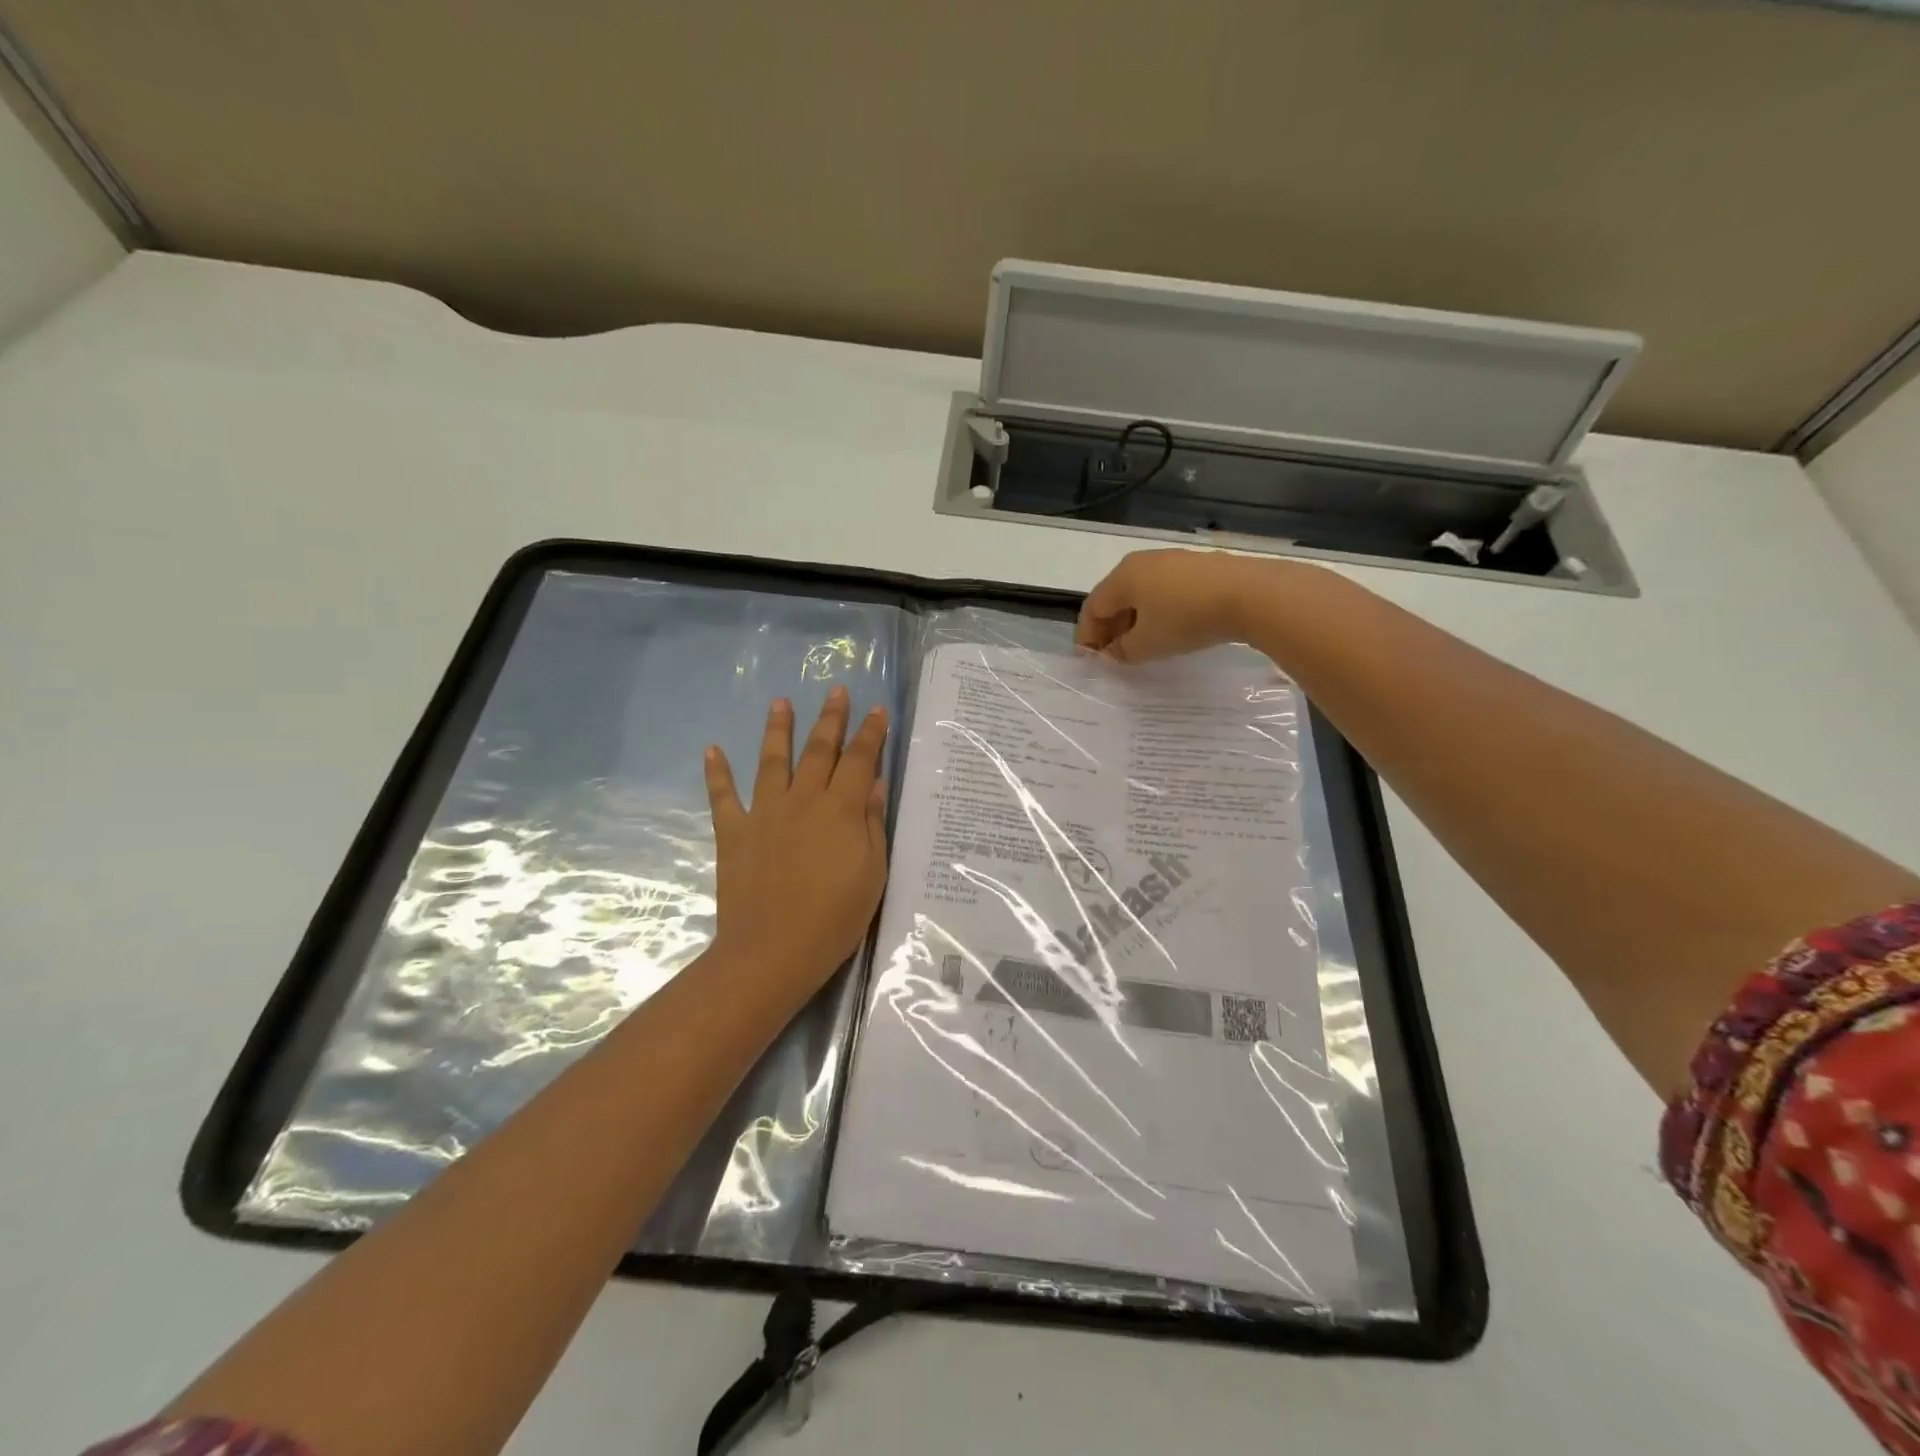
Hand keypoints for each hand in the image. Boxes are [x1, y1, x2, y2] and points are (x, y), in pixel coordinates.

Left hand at [703, 687, 889, 995]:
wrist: (773, 951)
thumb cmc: (834, 917)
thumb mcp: (871, 872)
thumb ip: (872, 824)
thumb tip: (875, 784)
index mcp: (840, 809)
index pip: (860, 760)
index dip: (870, 733)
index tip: (877, 709)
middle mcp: (802, 800)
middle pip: (818, 750)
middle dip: (830, 719)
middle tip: (835, 691)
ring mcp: (764, 813)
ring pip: (772, 761)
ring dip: (777, 729)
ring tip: (779, 702)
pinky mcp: (734, 833)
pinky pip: (723, 796)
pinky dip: (717, 772)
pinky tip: (712, 749)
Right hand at [1076, 549, 1296, 661]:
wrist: (1249, 594)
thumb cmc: (1185, 619)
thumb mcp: (1147, 644)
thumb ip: (1122, 651)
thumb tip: (1112, 652)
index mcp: (1123, 577)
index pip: (1093, 608)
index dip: (1087, 636)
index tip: (1090, 661)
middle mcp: (1143, 562)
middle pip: (1116, 598)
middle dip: (1111, 628)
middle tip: (1114, 656)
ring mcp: (1173, 560)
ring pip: (1142, 593)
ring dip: (1135, 620)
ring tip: (1142, 646)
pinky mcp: (1199, 566)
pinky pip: (1166, 590)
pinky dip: (1159, 611)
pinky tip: (1170, 630)